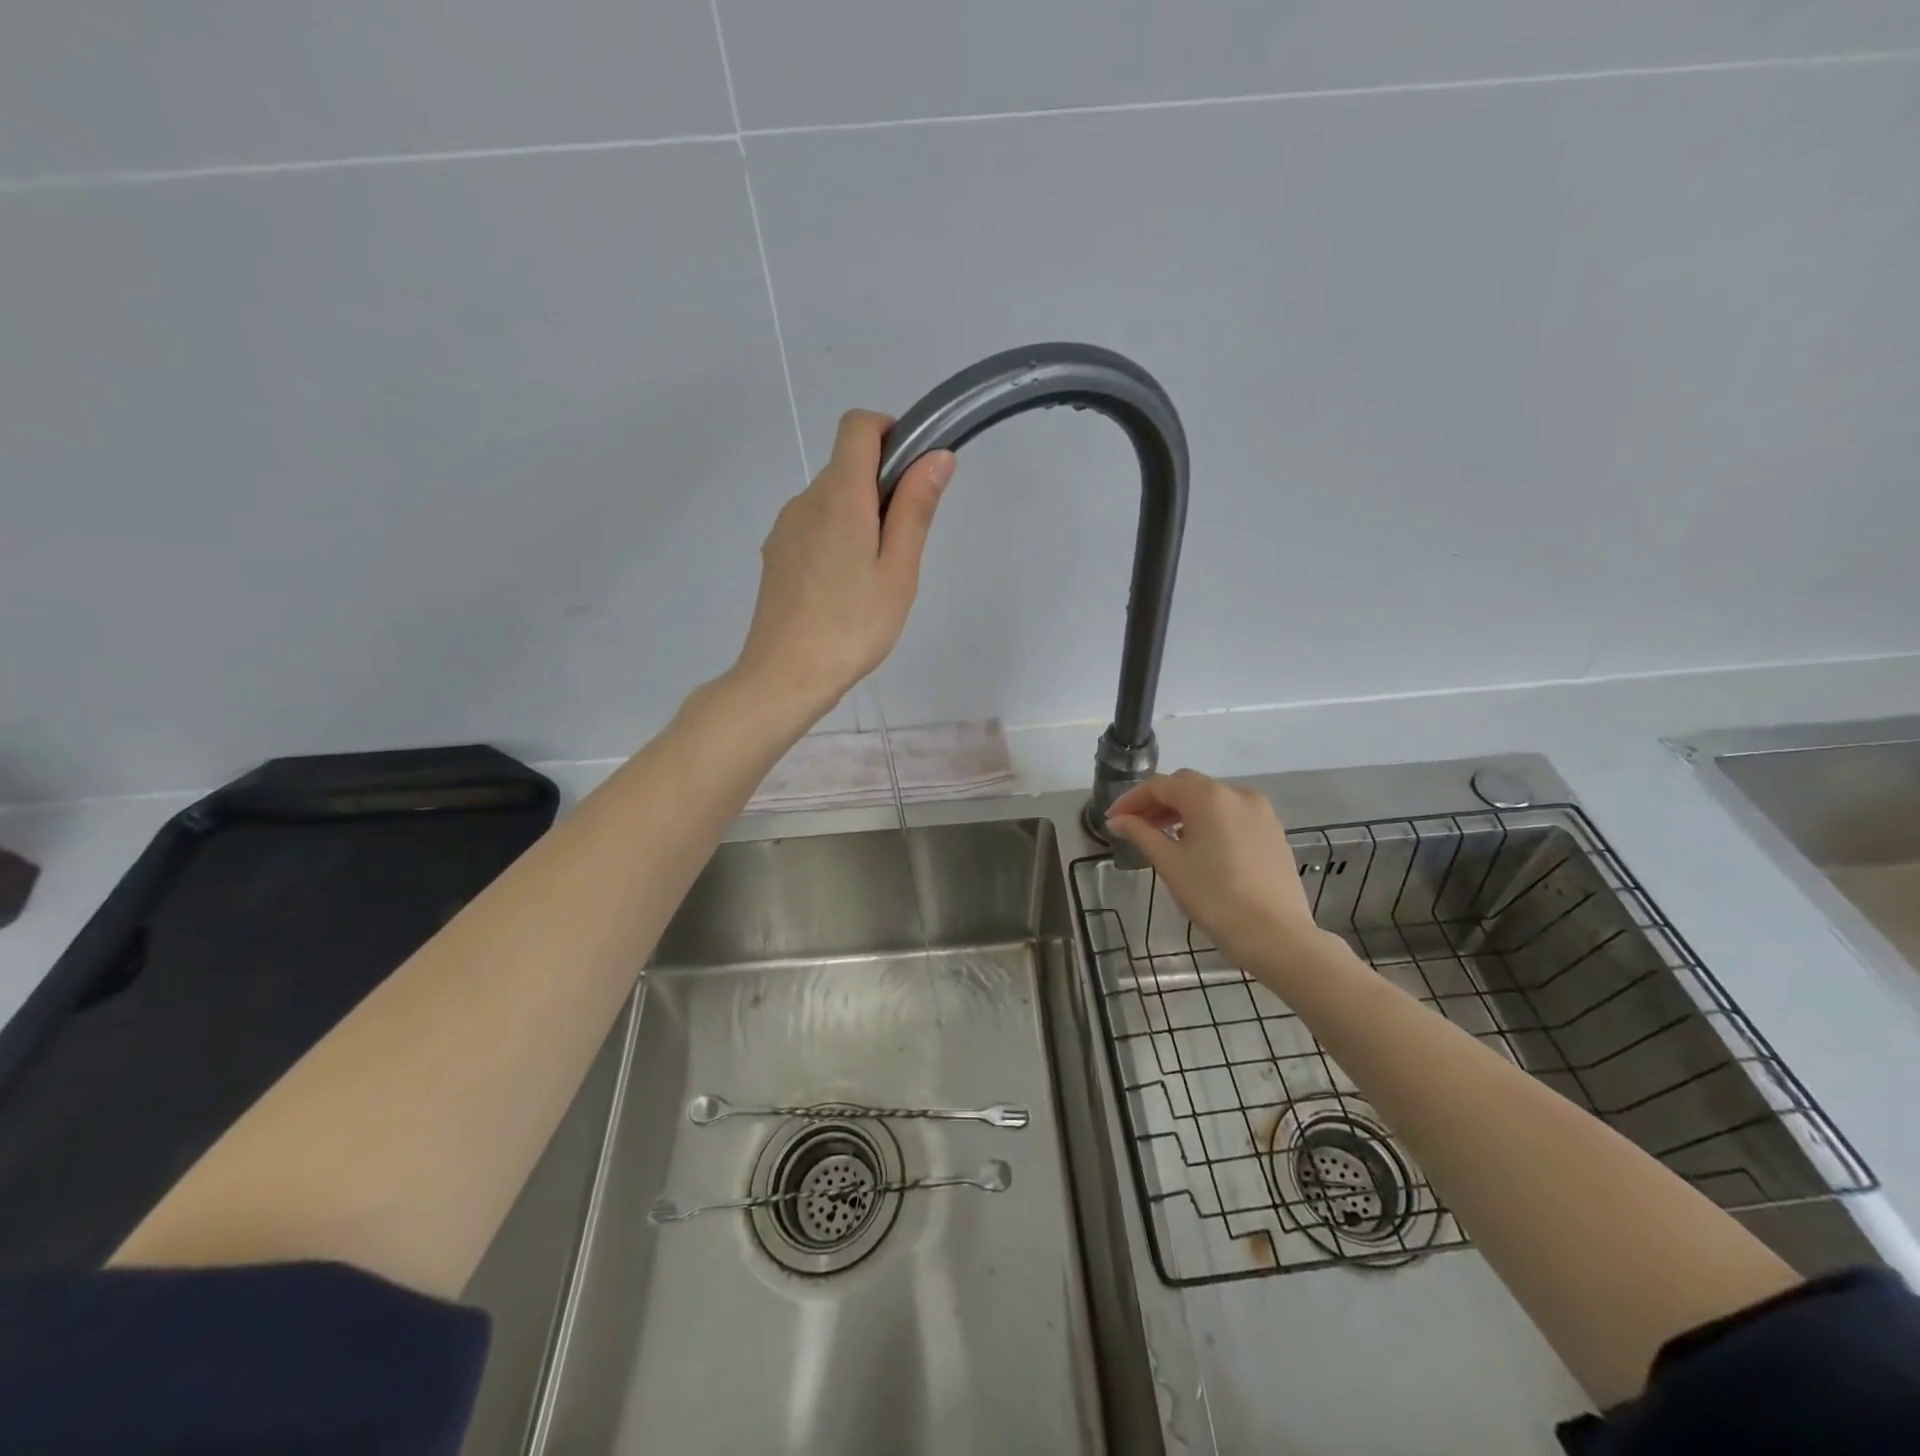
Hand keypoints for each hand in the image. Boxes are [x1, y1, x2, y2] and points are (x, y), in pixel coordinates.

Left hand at [733, 410, 953, 716]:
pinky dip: (836, 537)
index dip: (890, 432)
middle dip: (881, 487)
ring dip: (859, 517)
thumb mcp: (898, 571)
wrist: (785, 675)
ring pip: (830, 499)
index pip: (858, 426)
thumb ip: (915, 509)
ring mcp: (785, 527)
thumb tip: (936, 456)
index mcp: (839, 496)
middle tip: (902, 548)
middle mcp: (805, 500)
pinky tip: (844, 588)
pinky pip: (813, 526)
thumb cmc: (852, 626)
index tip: (914, 472)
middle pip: (846, 465)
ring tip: (873, 577)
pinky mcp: (776, 553)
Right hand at [1105, 770, 1323, 967]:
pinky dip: (1208, 821)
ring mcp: (1260, 811)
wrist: (1275, 935)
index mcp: (1208, 796)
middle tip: (1135, 826)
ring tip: (1163, 837)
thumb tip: (1117, 820)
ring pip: (1211, 799)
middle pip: (1187, 786)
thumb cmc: (1214, 896)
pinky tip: (1198, 846)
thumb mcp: (1169, 863)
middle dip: (1157, 802)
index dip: (1131, 799)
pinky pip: (1232, 814)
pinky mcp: (1273, 831)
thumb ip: (1140, 834)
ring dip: (1183, 811)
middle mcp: (1236, 793)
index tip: (1113, 819)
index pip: (1159, 785)